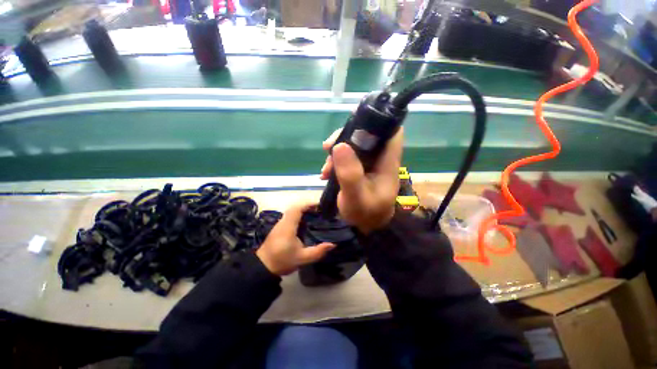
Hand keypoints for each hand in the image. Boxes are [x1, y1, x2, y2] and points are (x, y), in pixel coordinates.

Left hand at [256, 203, 335, 275]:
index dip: (308, 204)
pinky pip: (290, 215)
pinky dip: (299, 214)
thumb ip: (318, 252)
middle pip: (295, 207)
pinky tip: (306, 221)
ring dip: (303, 209)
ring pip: (292, 210)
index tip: (319, 205)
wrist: (263, 267)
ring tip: (315, 214)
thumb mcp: (302, 258)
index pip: (297, 209)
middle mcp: (283, 222)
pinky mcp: (279, 227)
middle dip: (307, 206)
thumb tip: (333, 244)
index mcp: (288, 227)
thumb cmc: (282, 261)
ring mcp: (280, 224)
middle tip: (319, 210)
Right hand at [320, 127, 402, 233]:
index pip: (391, 132)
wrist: (364, 228)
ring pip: (354, 146)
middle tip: (328, 149)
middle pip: (367, 135)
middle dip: (345, 139)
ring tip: (325, 170)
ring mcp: (369, 164)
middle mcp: (380, 159)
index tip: (353, 124)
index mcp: (387, 163)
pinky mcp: (359, 169)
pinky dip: (335, 161)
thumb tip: (339, 145)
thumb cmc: (364, 214)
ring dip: (336, 153)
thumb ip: (349, 174)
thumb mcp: (355, 197)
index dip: (376, 122)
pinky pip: (347, 157)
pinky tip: (326, 173)